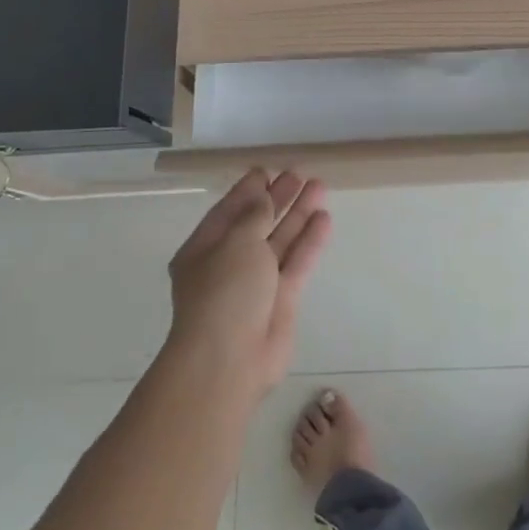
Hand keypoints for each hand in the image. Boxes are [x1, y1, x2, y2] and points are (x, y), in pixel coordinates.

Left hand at [167, 169, 331, 394]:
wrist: (229, 360)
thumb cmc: (224, 292)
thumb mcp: (236, 242)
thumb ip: (254, 214)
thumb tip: (261, 194)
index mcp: (204, 249)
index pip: (228, 211)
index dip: (248, 190)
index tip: (268, 169)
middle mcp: (229, 263)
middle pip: (257, 223)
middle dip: (277, 199)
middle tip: (299, 175)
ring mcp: (256, 283)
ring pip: (280, 241)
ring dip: (298, 215)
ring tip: (320, 187)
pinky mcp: (281, 300)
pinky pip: (296, 263)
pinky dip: (309, 241)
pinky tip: (324, 220)